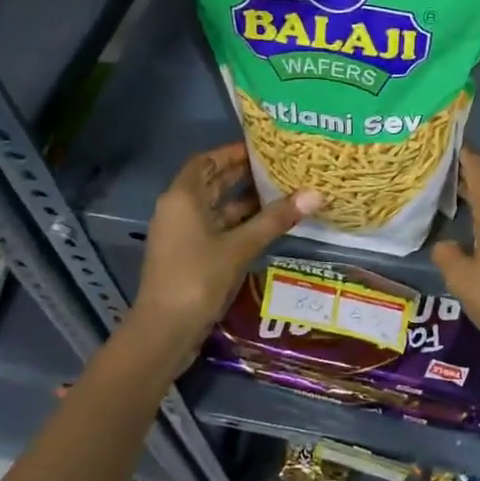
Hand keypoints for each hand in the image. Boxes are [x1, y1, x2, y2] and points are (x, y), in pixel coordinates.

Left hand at [129, 144, 319, 359]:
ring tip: (281, 193)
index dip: (232, 152)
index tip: (262, 148)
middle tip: (279, 167)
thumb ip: (275, 219)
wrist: (163, 332)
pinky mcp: (189, 257)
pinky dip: (238, 224)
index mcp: (182, 198)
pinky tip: (266, 226)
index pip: (206, 161)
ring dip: (243, 201)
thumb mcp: (240, 246)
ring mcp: (182, 235)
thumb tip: (315, 193)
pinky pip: (216, 229)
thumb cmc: (197, 279)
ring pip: (215, 208)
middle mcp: (178, 210)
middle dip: (242, 175)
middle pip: (210, 183)